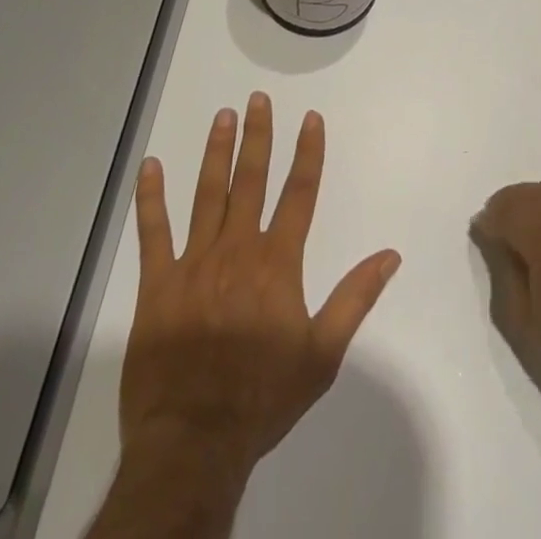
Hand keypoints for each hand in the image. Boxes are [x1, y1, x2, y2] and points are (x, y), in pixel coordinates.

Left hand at [116, 94, 401, 484]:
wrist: (194, 442)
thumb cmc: (263, 397)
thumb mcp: (323, 354)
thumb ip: (355, 298)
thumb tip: (390, 254)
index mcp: (277, 262)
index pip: (300, 193)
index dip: (308, 153)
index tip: (311, 118)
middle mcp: (238, 249)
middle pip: (251, 180)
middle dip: (258, 136)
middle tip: (258, 99)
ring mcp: (194, 263)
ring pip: (207, 194)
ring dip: (215, 152)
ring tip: (223, 116)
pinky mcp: (157, 284)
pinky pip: (152, 233)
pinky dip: (151, 198)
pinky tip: (149, 167)